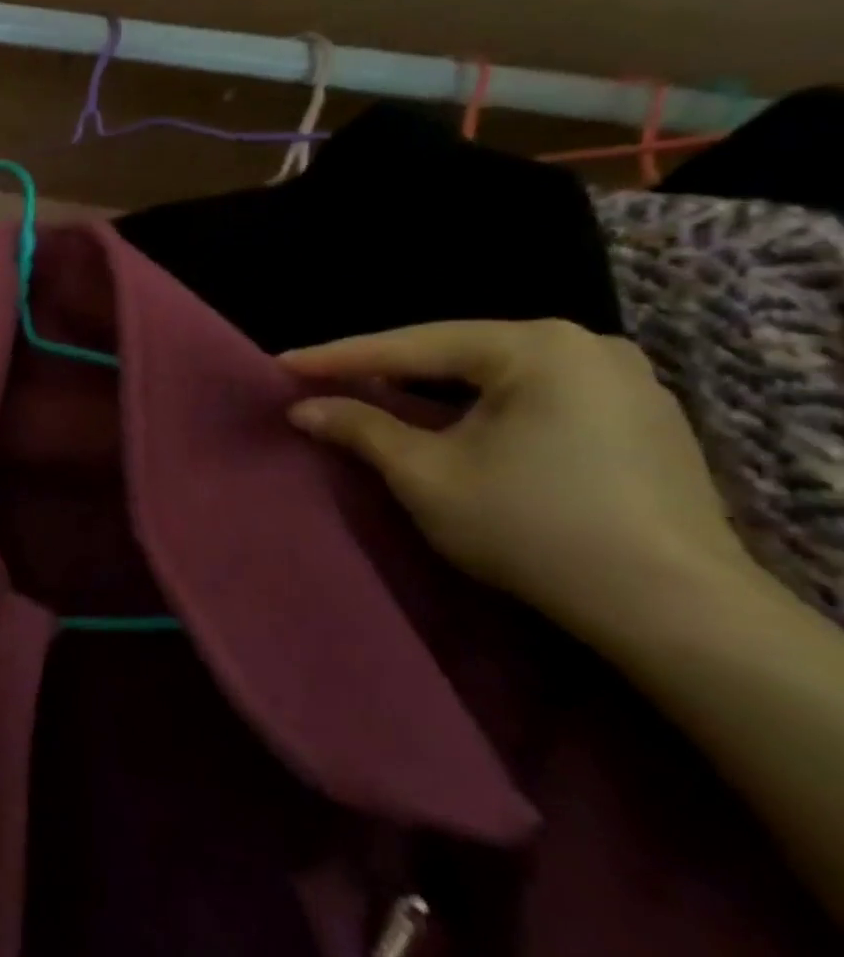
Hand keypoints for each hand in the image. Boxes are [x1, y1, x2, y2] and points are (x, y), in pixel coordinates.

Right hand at [280, 320, 757, 647]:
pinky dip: (480, 406)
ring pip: (495, 375)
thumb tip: (303, 407)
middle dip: (387, 371)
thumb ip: (360, 429)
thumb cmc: (534, 528)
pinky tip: (451, 423)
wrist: (675, 611)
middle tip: (325, 381)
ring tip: (375, 397)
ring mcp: (624, 380)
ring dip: (433, 391)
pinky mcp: (642, 418)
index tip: (281, 363)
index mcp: (536, 346)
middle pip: (456, 354)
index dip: (338, 357)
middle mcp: (587, 346)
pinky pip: (534, 396)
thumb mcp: (426, 475)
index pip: (411, 345)